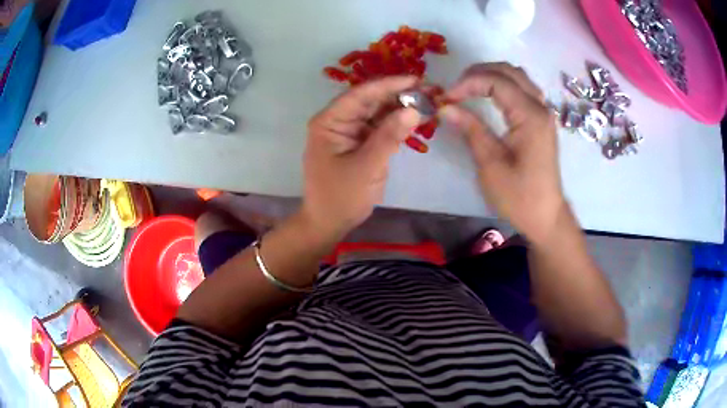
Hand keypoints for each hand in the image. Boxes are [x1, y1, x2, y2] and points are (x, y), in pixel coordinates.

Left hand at [302, 76, 421, 240]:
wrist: (329, 223)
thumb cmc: (341, 197)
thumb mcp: (366, 167)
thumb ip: (389, 137)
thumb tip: (413, 109)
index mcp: (330, 121)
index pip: (361, 94)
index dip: (389, 85)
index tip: (416, 80)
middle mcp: (338, 121)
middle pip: (370, 101)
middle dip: (398, 95)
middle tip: (428, 91)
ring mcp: (349, 131)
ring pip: (377, 113)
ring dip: (400, 108)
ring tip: (426, 102)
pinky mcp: (359, 143)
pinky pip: (379, 128)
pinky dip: (396, 124)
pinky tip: (414, 119)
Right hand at [441, 63, 566, 243]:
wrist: (545, 216)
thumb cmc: (519, 196)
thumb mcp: (491, 164)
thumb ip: (471, 129)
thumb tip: (445, 107)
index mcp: (530, 116)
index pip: (497, 81)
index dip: (468, 83)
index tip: (446, 98)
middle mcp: (540, 107)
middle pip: (509, 71)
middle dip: (479, 73)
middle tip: (456, 89)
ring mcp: (543, 113)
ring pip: (517, 77)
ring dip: (492, 75)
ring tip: (468, 88)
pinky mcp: (541, 120)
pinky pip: (523, 89)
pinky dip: (503, 85)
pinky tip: (489, 95)